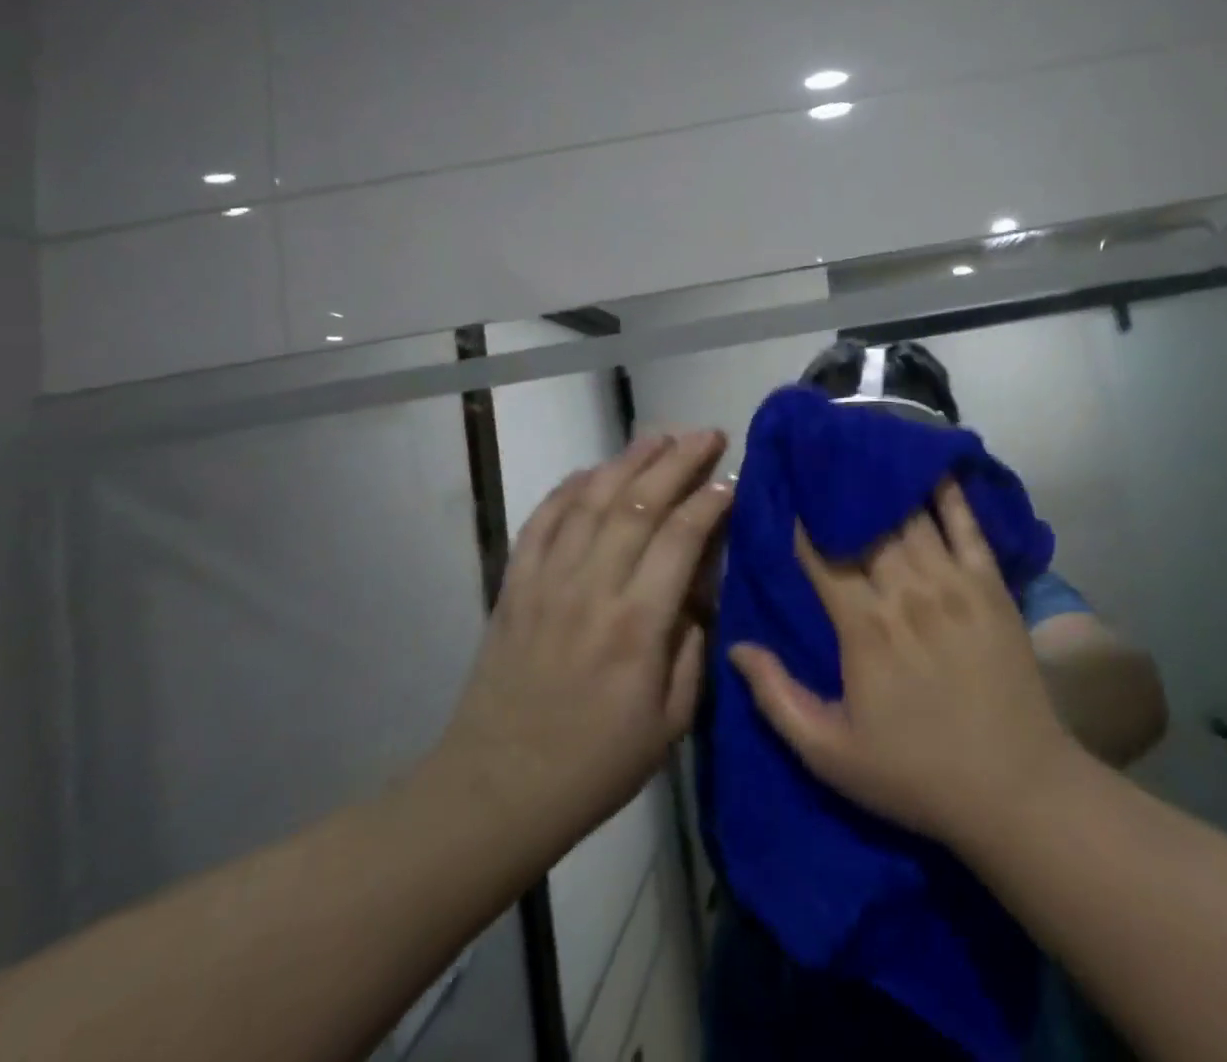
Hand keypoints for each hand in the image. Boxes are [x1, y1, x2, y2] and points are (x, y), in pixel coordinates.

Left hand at [426, 429, 732, 860]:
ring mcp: (546, 582)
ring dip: (628, 461)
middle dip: (678, 461)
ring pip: (591, 501)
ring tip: (659, 436)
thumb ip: (693, 648)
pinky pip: (541, 520)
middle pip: (639, 504)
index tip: (732, 480)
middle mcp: (591, 590)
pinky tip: (592, 471)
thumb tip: (699, 590)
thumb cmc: (595, 765)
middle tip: (707, 435)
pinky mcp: (513, 586)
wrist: (495, 792)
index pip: (681, 538)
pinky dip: (568, 488)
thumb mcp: (671, 722)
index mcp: (637, 626)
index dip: (710, 501)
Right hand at [730, 480, 1084, 849]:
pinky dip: (948, 493)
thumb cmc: (915, 773)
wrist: (1014, 787)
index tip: (789, 494)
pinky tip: (931, 465)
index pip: (823, 558)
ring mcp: (952, 582)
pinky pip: (967, 526)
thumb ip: (778, 698)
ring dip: (883, 484)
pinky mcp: (990, 585)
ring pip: (909, 517)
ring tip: (863, 452)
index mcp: (863, 628)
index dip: (803, 525)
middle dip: (840, 494)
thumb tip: (735, 646)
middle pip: (864, 527)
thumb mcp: (831, 754)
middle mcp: (905, 591)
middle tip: (822, 461)